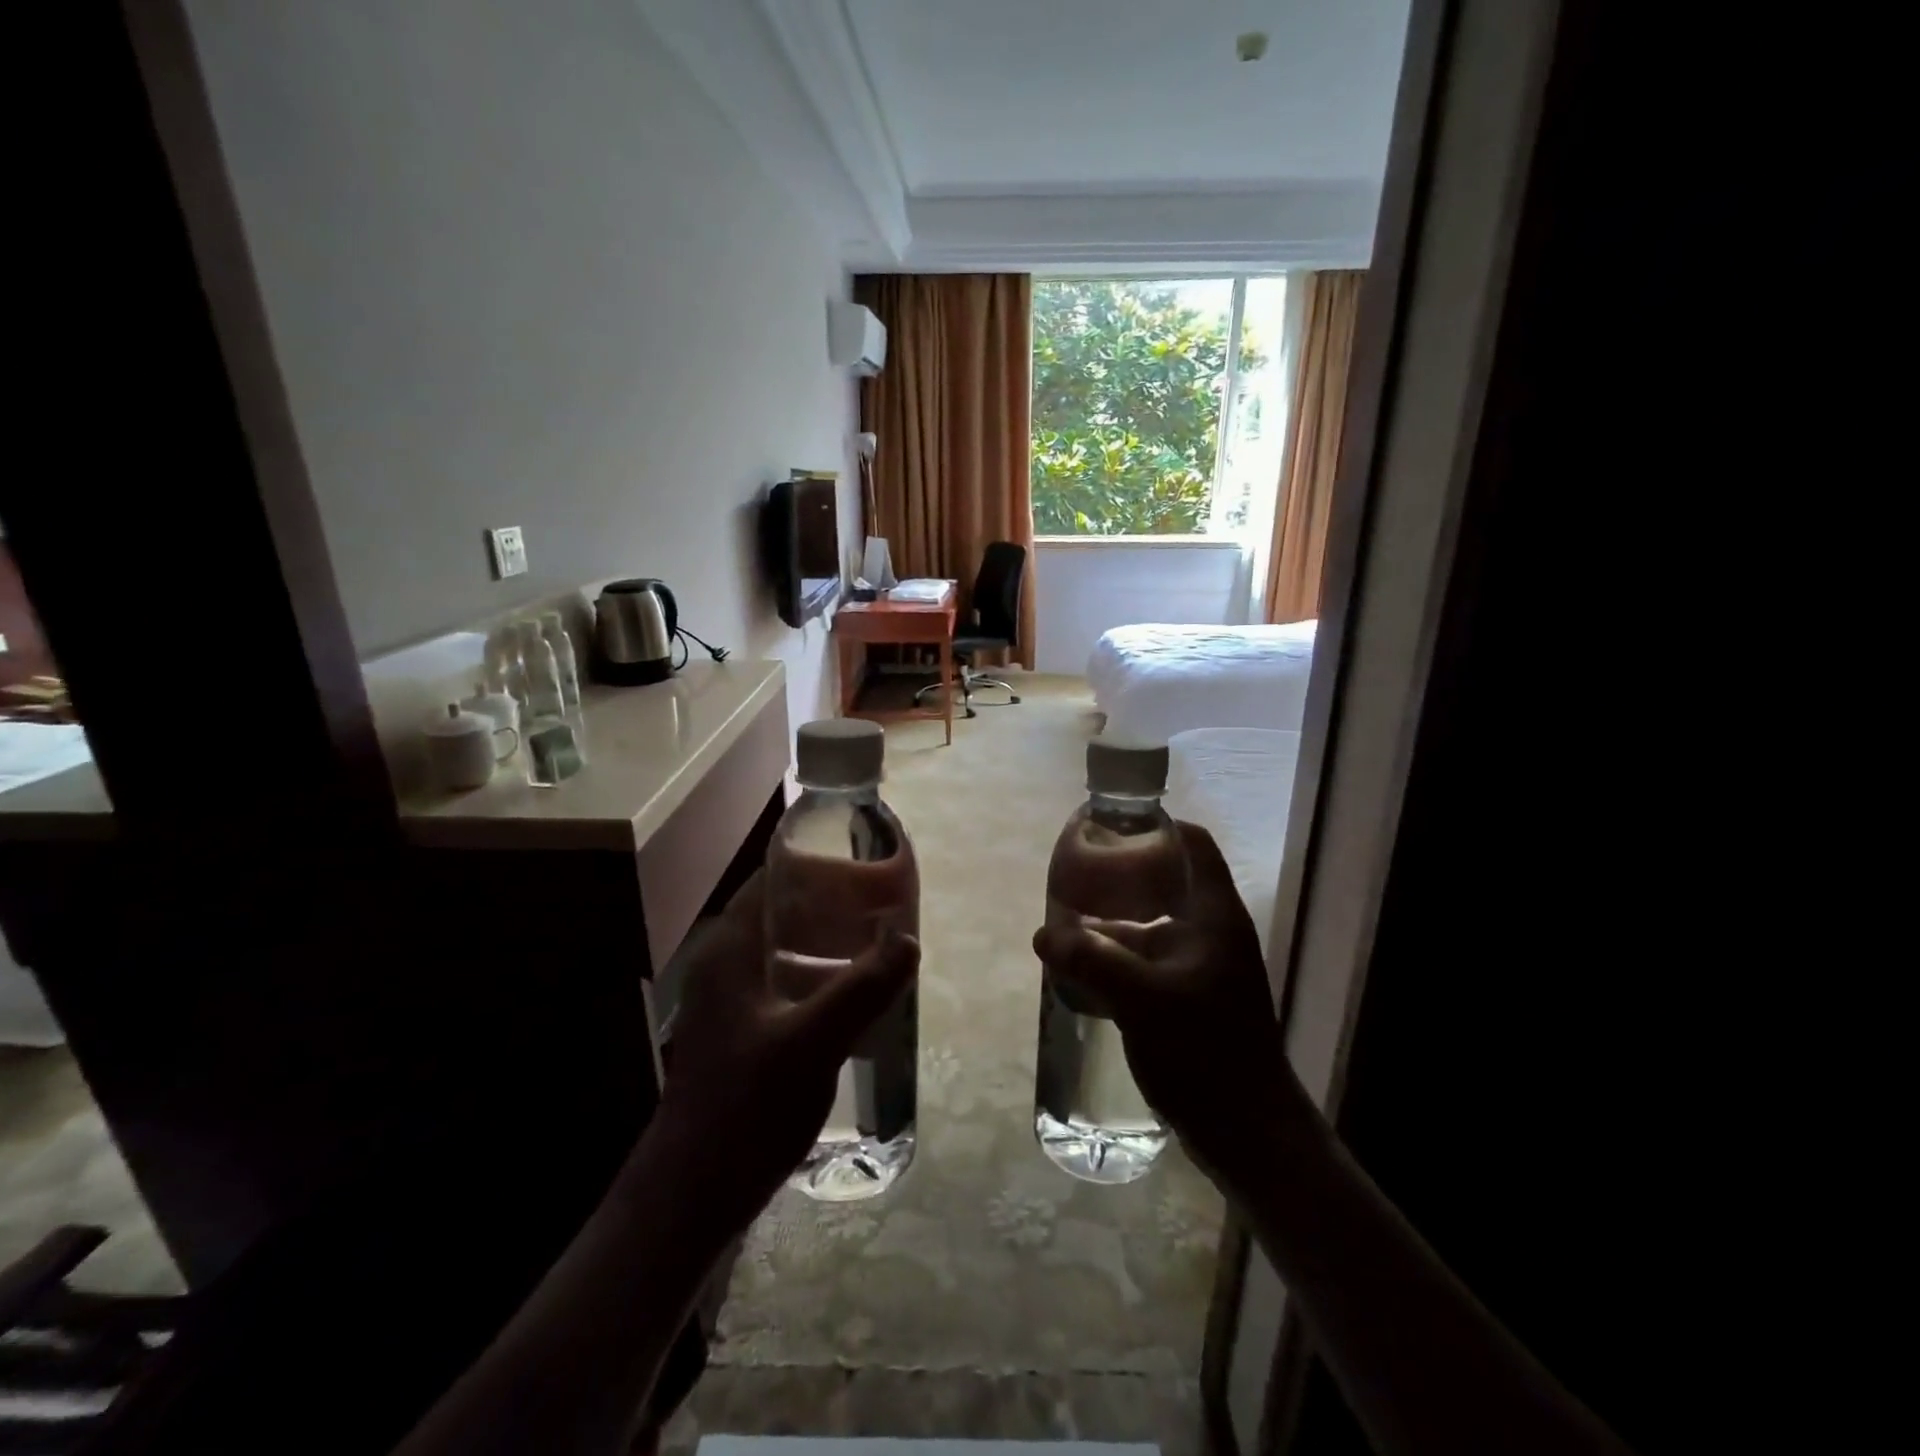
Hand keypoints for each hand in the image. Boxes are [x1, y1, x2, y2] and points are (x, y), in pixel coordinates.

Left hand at [650, 871, 918, 1226]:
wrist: (691, 1196)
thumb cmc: (746, 1108)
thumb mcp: (813, 1042)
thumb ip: (863, 987)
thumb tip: (908, 940)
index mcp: (730, 949)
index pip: (772, 879)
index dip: (819, 865)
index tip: (868, 866)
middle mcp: (725, 964)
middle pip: (782, 912)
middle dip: (834, 904)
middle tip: (885, 907)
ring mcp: (730, 1001)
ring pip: (786, 950)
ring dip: (830, 943)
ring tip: (880, 946)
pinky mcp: (741, 1032)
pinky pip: (786, 984)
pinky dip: (821, 977)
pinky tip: (857, 997)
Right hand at [1032, 821, 1293, 1189]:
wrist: (1248, 1134)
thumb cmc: (1205, 1052)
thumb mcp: (1142, 1000)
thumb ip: (1090, 961)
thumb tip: (1042, 934)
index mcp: (1214, 917)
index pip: (1193, 845)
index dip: (1155, 828)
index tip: (1109, 830)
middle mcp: (1210, 933)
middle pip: (1164, 884)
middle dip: (1117, 881)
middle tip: (1071, 880)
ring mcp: (1201, 968)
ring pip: (1150, 929)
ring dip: (1110, 927)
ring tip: (1064, 928)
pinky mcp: (1189, 1000)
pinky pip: (1147, 963)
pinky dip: (1116, 960)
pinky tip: (1081, 972)